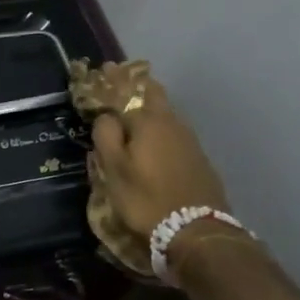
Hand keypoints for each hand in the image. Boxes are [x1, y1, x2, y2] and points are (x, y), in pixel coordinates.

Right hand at [89, 71, 239, 269]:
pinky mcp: (198, 157)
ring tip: (133, 104)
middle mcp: (171, 122)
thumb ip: (106, 138)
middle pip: (153, 93)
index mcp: (147, 121)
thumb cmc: (146, 199)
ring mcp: (189, 139)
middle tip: (117, 79)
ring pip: (166, 111)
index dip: (112, 80)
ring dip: (149, 103)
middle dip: (134, 84)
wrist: (197, 231)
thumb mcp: (114, 172)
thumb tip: (106, 116)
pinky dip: (160, 124)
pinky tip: (154, 134)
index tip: (102, 69)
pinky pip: (174, 130)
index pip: (126, 90)